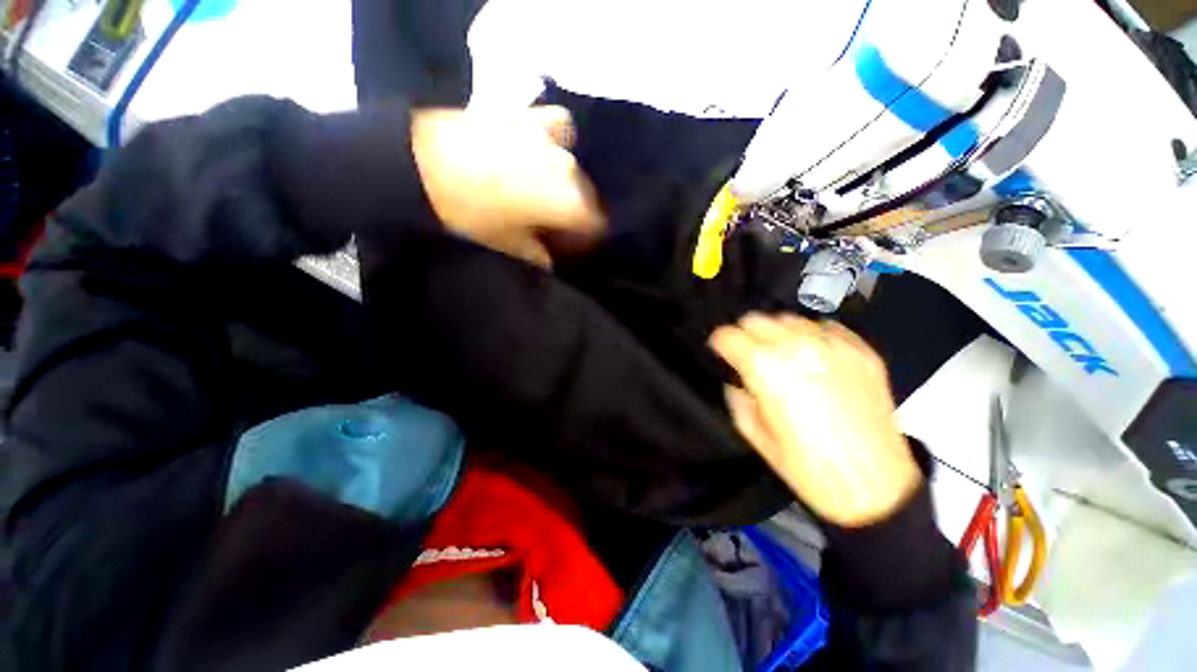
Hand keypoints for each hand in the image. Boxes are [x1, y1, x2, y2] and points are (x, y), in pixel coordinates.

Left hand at [411, 106, 605, 267]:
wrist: (420, 165)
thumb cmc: (471, 216)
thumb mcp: (512, 247)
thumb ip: (541, 257)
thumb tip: (552, 260)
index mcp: (571, 201)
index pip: (597, 226)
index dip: (585, 242)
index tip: (569, 249)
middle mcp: (571, 167)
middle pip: (588, 198)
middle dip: (576, 216)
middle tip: (552, 227)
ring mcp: (551, 138)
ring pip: (577, 167)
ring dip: (568, 184)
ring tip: (546, 193)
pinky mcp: (529, 116)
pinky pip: (558, 130)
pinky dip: (555, 144)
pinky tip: (540, 154)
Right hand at [710, 314, 921, 526]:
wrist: (875, 488)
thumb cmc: (808, 469)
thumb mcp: (755, 435)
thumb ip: (738, 399)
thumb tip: (738, 382)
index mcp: (765, 369)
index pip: (728, 336)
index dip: (719, 343)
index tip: (720, 351)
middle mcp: (797, 348)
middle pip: (756, 319)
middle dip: (744, 334)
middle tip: (747, 354)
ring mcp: (833, 347)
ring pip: (790, 318)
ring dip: (777, 333)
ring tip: (780, 355)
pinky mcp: (862, 353)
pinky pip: (827, 328)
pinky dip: (812, 336)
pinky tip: (814, 357)